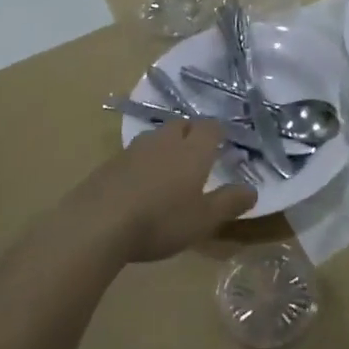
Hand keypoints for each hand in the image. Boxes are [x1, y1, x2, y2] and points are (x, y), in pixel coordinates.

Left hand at [42, 120, 254, 265]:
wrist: (97, 224)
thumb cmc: (160, 221)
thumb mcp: (203, 220)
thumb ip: (229, 202)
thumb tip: (252, 189)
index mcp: (192, 150)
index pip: (210, 127)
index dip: (219, 133)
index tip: (223, 145)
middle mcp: (164, 141)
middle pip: (181, 125)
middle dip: (191, 133)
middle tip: (197, 154)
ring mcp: (133, 150)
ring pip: (156, 137)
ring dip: (165, 146)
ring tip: (169, 169)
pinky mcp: (109, 164)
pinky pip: (133, 155)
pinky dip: (142, 163)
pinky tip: (140, 186)